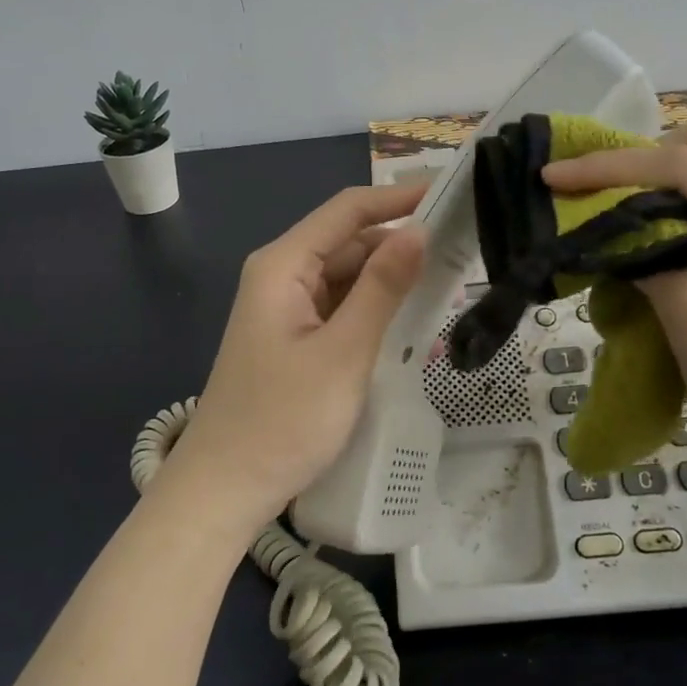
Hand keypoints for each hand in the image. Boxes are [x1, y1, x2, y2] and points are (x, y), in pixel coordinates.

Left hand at [153, 184, 427, 537]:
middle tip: (460, 253)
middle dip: (400, 243)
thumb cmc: (283, 420)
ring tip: (447, 284)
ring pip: (347, 277)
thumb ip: (382, 288)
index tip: (450, 195)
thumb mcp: (343, 352)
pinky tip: (410, 321)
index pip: (347, 210)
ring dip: (390, 280)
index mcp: (283, 266)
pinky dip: (373, 310)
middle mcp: (281, 277)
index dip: (398, 198)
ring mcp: (286, 310)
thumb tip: (418, 230)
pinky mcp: (294, 339)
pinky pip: (340, 308)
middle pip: (348, 242)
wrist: (226, 490)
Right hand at [543, 112, 686, 496]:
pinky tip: (655, 235)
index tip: (551, 178)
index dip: (611, 167)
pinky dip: (681, 200)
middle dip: (642, 156)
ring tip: (613, 214)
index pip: (685, 167)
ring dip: (661, 175)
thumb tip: (617, 230)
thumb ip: (659, 272)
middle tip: (595, 198)